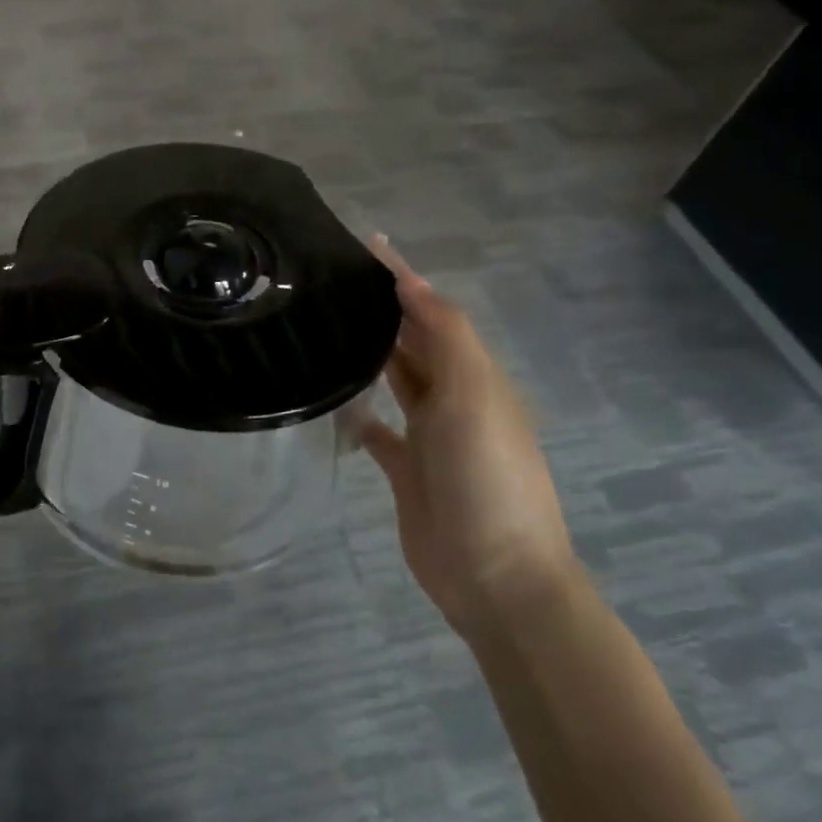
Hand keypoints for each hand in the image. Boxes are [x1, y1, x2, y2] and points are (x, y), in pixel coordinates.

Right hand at [360, 240, 579, 642]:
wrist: (496, 578)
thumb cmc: (487, 478)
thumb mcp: (475, 397)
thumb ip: (446, 335)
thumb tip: (411, 282)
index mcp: (474, 376)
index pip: (432, 311)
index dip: (402, 277)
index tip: (364, 243)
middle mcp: (453, 398)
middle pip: (414, 341)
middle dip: (384, 308)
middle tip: (332, 278)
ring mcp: (430, 436)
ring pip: (397, 379)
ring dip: (372, 352)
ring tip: (326, 325)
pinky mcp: (406, 470)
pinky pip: (379, 430)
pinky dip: (360, 412)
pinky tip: (333, 399)